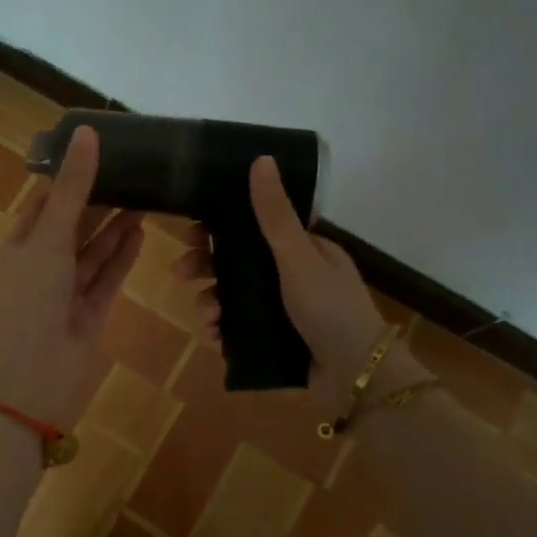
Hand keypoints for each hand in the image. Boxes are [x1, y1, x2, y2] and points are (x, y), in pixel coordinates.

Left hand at [0, 125, 143, 429]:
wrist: (34, 372)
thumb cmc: (33, 295)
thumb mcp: (50, 234)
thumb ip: (73, 188)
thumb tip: (88, 133)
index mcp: (20, 245)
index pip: (45, 203)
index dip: (69, 179)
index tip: (98, 154)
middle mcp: (42, 266)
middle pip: (73, 226)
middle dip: (98, 202)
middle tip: (133, 173)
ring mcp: (66, 291)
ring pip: (93, 252)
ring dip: (115, 227)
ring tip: (145, 198)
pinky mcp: (89, 313)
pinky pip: (108, 278)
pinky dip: (122, 256)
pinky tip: (141, 233)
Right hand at [176, 156, 416, 412]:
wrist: (355, 377)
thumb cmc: (330, 309)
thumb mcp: (299, 257)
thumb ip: (275, 214)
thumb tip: (261, 159)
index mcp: (303, 249)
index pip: (253, 226)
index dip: (219, 226)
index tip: (192, 232)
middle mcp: (291, 274)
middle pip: (236, 261)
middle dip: (205, 266)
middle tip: (181, 274)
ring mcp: (282, 308)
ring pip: (233, 296)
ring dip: (211, 301)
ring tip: (207, 317)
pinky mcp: (274, 339)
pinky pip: (238, 328)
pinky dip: (223, 330)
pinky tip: (215, 337)